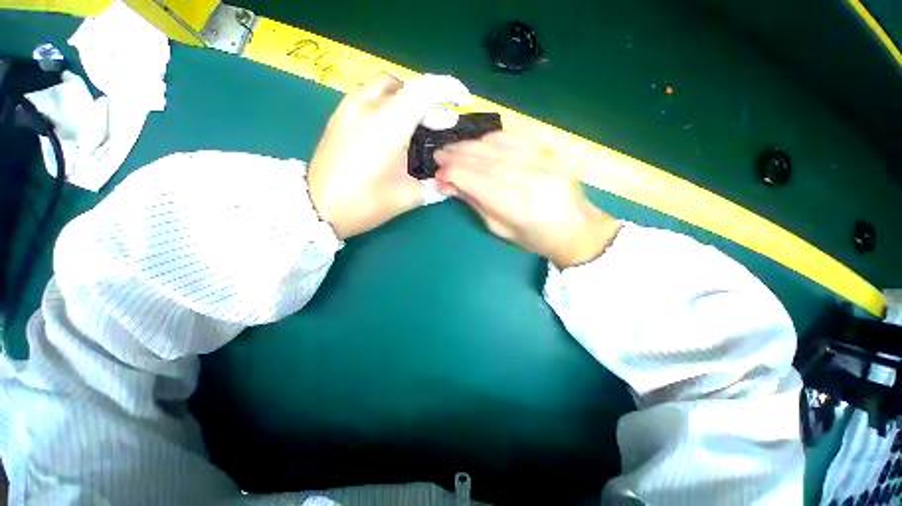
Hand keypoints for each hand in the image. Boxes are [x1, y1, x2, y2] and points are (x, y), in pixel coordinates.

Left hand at [307, 73, 468, 238]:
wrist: (317, 208)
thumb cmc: (364, 204)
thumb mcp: (406, 197)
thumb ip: (432, 185)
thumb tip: (447, 181)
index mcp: (387, 126)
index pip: (424, 90)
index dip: (448, 88)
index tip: (461, 100)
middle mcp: (366, 107)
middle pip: (406, 87)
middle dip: (430, 103)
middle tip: (441, 125)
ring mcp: (348, 108)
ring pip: (387, 89)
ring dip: (409, 102)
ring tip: (419, 126)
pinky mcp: (339, 116)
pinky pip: (370, 98)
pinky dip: (390, 106)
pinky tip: (395, 130)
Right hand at [434, 132, 621, 268]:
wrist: (576, 228)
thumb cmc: (535, 237)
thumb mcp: (500, 230)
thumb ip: (475, 204)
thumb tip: (449, 184)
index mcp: (517, 207)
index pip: (476, 181)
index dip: (454, 174)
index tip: (438, 174)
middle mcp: (530, 180)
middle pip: (485, 160)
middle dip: (457, 156)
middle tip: (439, 155)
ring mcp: (543, 161)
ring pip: (497, 146)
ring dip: (471, 145)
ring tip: (453, 148)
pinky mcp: (550, 151)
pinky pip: (515, 137)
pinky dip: (493, 138)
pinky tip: (479, 142)